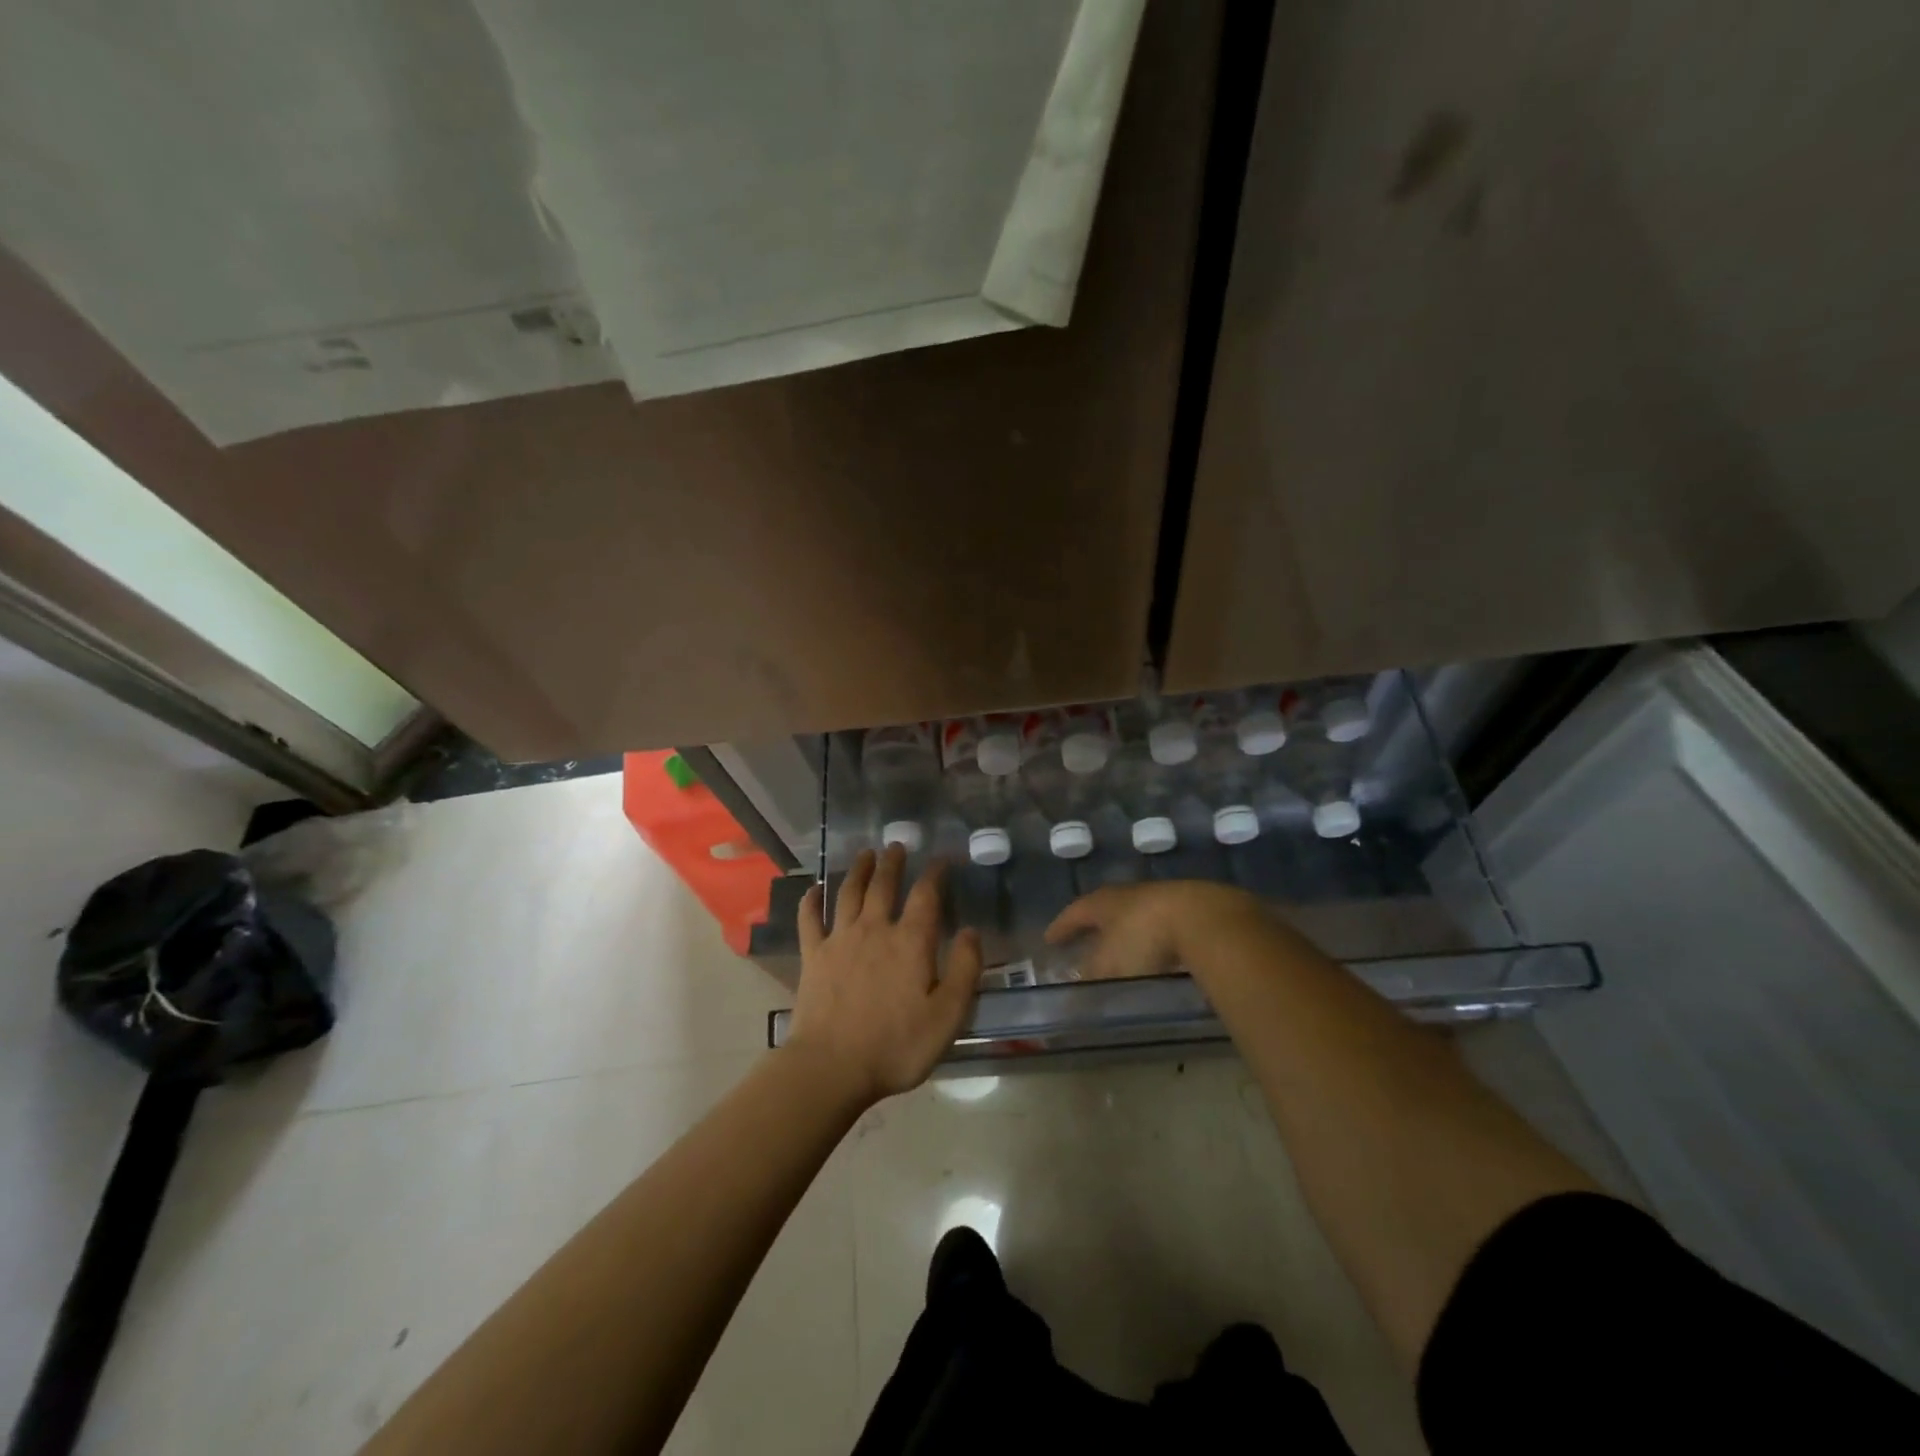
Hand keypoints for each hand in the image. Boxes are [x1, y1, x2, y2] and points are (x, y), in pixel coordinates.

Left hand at [784, 846, 984, 1108]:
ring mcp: (840, 940)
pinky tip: (814, 889)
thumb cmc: (896, 1045)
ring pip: (849, 893)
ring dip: (858, 871)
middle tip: (896, 846)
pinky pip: (810, 919)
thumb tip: (971, 931)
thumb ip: (964, 970)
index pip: (926, 896)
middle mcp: (875, 930)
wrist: (832, 1067)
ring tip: (865, 854)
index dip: (935, 874)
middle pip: (884, 886)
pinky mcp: (813, 956)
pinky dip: (811, 900)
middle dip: (892, 863)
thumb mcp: (947, 1015)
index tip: (940, 860)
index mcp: (911, 942)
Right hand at [1045, 880, 1267, 980]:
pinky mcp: (1193, 909)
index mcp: (1104, 902)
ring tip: (1123, 948)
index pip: (1075, 912)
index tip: (1050, 939)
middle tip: (1085, 939)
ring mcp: (1164, 898)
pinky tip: (1161, 952)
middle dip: (1095, 925)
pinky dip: (1156, 938)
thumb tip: (1071, 992)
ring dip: (1127, 931)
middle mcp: (1130, 894)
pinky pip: (1165, 923)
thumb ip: (1090, 977)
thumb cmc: (1145, 938)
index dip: (1062, 927)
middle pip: (1106, 908)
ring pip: (1137, 914)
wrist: (1205, 919)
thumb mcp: (1110, 964)